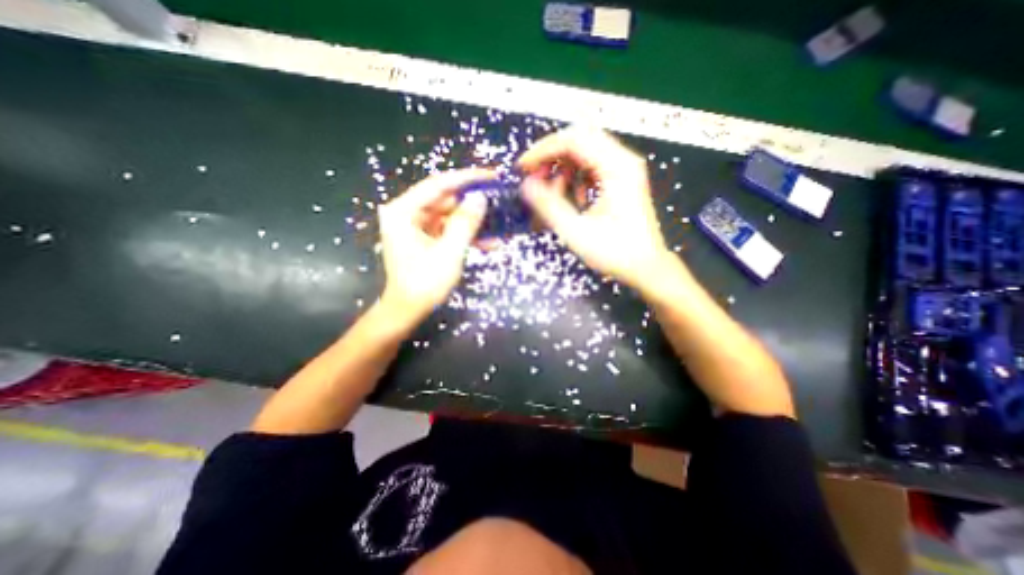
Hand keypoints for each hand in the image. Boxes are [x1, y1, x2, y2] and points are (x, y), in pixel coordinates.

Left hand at [375, 168, 490, 325]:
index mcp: (403, 211)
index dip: (467, 179)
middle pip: (445, 200)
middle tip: (499, 202)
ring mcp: (415, 226)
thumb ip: (465, 223)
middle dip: (473, 204)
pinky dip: (466, 235)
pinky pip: (448, 230)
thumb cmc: (425, 284)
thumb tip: (480, 197)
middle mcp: (407, 213)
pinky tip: (489, 242)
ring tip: (499, 225)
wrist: (408, 311)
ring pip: (450, 216)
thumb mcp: (450, 252)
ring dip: (473, 223)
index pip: (439, 185)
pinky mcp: (424, 238)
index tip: (492, 175)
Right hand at [518, 126, 676, 291]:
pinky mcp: (622, 180)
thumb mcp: (576, 231)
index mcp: (616, 167)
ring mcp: (624, 169)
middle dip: (552, 156)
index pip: (573, 140)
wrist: (646, 266)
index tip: (523, 167)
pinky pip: (593, 167)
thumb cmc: (615, 252)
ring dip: (564, 168)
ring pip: (585, 152)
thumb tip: (526, 185)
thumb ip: (549, 205)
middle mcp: (623, 161)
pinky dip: (577, 178)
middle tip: (535, 176)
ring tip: (554, 193)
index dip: (543, 150)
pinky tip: (574, 199)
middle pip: (579, 139)